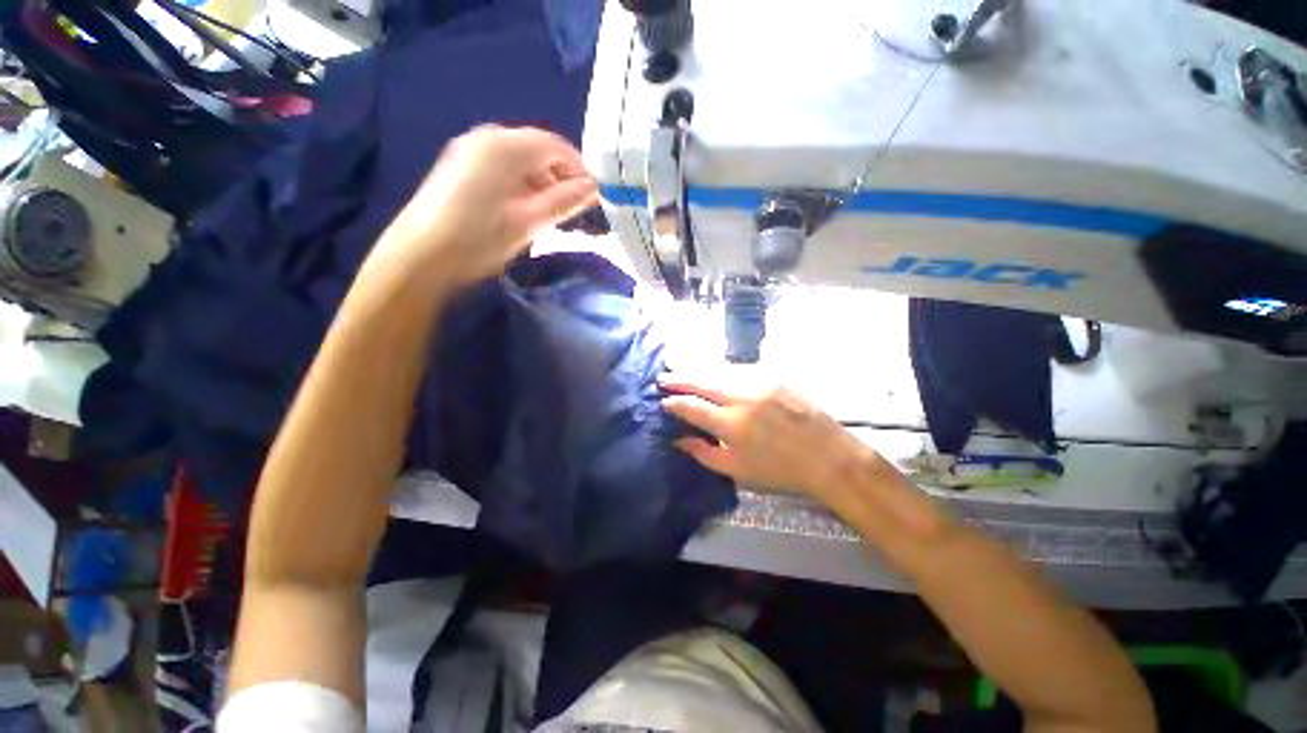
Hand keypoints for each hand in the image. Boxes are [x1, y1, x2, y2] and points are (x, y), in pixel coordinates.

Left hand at [373, 125, 598, 287]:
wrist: (421, 255)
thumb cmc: (480, 239)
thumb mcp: (528, 222)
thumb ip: (564, 201)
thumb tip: (594, 188)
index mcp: (504, 147)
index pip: (554, 146)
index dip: (579, 167)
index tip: (594, 194)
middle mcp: (487, 138)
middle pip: (536, 148)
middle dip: (560, 175)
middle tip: (574, 206)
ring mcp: (470, 149)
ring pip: (519, 158)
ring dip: (541, 180)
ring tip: (552, 211)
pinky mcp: (460, 164)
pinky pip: (502, 165)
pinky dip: (521, 182)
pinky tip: (525, 207)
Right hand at [660, 371, 879, 502]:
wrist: (827, 456)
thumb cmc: (780, 471)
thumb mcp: (737, 471)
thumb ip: (703, 453)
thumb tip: (678, 439)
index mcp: (731, 424)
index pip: (693, 407)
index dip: (675, 403)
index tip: (663, 401)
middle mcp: (742, 398)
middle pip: (702, 382)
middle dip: (679, 379)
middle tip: (663, 376)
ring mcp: (759, 383)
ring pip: (720, 371)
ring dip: (698, 370)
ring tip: (681, 368)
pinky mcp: (774, 377)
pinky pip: (741, 368)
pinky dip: (722, 368)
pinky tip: (714, 369)